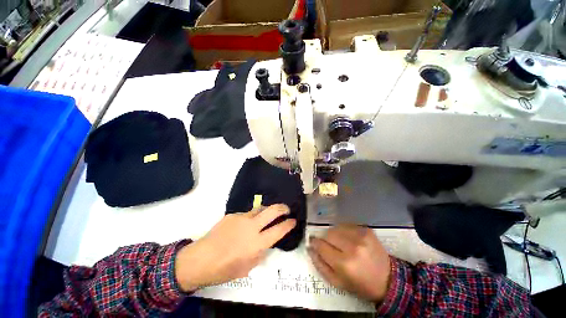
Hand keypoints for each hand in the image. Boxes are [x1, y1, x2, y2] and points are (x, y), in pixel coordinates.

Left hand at [175, 204, 295, 291]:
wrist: (200, 259)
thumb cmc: (225, 269)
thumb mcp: (248, 267)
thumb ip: (260, 253)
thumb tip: (266, 243)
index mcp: (257, 243)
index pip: (279, 230)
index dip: (288, 224)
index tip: (293, 220)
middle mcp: (252, 227)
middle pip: (272, 211)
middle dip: (282, 208)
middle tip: (287, 209)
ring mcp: (242, 218)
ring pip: (260, 208)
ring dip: (267, 210)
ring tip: (268, 214)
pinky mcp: (232, 215)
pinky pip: (246, 214)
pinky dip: (250, 217)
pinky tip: (244, 225)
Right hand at [308, 225, 390, 302]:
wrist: (388, 280)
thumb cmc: (360, 284)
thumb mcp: (338, 282)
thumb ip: (320, 265)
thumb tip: (310, 248)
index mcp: (344, 263)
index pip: (321, 246)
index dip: (315, 243)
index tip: (312, 242)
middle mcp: (352, 247)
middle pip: (328, 234)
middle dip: (325, 239)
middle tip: (329, 246)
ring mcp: (360, 236)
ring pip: (336, 228)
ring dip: (334, 234)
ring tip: (340, 243)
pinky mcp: (366, 229)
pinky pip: (346, 225)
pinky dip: (343, 231)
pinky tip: (348, 239)